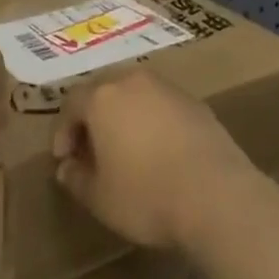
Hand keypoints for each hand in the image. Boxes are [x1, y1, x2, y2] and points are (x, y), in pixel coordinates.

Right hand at [52, 69, 258, 248]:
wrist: (215, 192)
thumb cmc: (147, 195)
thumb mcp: (100, 198)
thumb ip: (77, 179)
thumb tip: (67, 167)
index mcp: (102, 97)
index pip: (71, 103)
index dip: (63, 131)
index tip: (64, 159)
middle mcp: (132, 80)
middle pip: (102, 91)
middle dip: (92, 118)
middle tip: (91, 151)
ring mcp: (165, 87)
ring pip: (134, 94)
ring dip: (123, 116)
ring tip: (125, 150)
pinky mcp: (193, 100)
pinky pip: (160, 104)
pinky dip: (151, 121)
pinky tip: (158, 151)